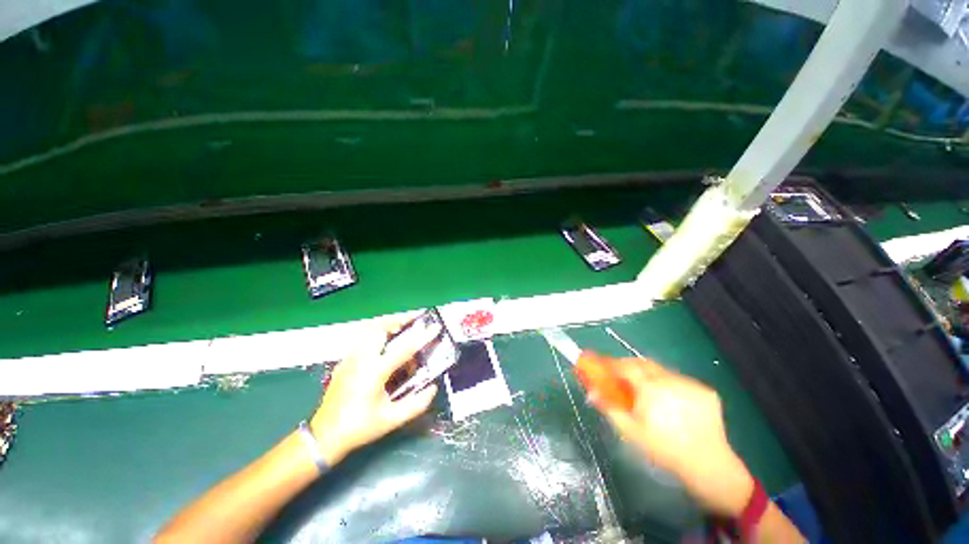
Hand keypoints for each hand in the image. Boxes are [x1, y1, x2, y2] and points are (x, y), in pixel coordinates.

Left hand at [310, 317, 441, 464]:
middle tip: (414, 319)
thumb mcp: (391, 420)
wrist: (323, 437)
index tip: (435, 327)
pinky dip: (375, 333)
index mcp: (374, 372)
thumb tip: (433, 388)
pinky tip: (383, 344)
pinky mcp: (343, 362)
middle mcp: (360, 360)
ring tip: (400, 327)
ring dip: (386, 324)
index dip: (423, 337)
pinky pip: (361, 339)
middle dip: (398, 319)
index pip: (404, 349)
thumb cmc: (359, 428)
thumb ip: (416, 404)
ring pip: (367, 330)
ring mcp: (349, 359)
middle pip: (379, 327)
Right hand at [589, 358, 753, 516]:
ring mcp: (691, 384)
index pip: (626, 366)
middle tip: (621, 378)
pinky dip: (668, 385)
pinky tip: (670, 402)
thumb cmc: (665, 449)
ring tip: (647, 394)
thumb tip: (591, 392)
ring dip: (649, 376)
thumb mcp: (631, 431)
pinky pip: (679, 380)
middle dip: (629, 367)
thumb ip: (609, 408)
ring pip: (662, 371)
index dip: (612, 364)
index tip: (602, 365)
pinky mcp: (706, 390)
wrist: (710, 466)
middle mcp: (671, 380)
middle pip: (643, 363)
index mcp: (652, 389)